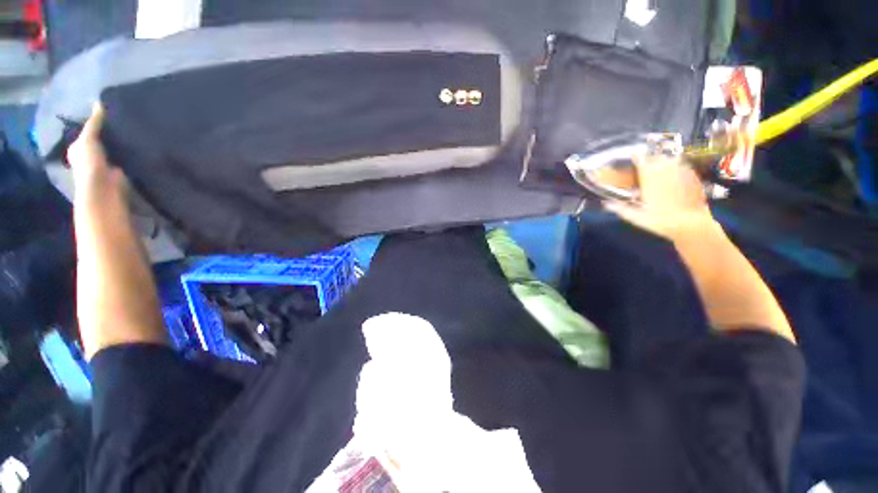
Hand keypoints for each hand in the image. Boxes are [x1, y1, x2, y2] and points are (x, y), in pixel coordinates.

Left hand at [67, 103, 126, 206]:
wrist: (104, 190)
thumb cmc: (89, 164)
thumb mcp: (88, 139)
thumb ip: (94, 123)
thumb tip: (98, 102)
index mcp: (78, 148)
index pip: (87, 131)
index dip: (96, 121)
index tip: (110, 111)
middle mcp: (90, 155)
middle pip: (102, 140)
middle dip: (111, 132)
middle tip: (125, 118)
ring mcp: (106, 164)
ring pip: (114, 149)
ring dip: (122, 143)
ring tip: (135, 129)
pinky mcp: (120, 172)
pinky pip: (126, 159)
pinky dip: (130, 153)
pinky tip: (139, 145)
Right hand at [606, 154, 722, 242]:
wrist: (693, 225)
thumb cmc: (662, 222)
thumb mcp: (637, 218)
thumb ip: (621, 209)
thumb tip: (606, 203)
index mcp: (650, 180)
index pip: (641, 161)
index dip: (636, 157)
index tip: (632, 156)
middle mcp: (666, 172)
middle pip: (656, 157)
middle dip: (649, 158)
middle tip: (644, 163)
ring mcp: (681, 173)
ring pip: (669, 159)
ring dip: (662, 160)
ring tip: (657, 166)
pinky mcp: (693, 177)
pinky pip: (682, 166)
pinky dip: (675, 166)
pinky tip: (673, 174)